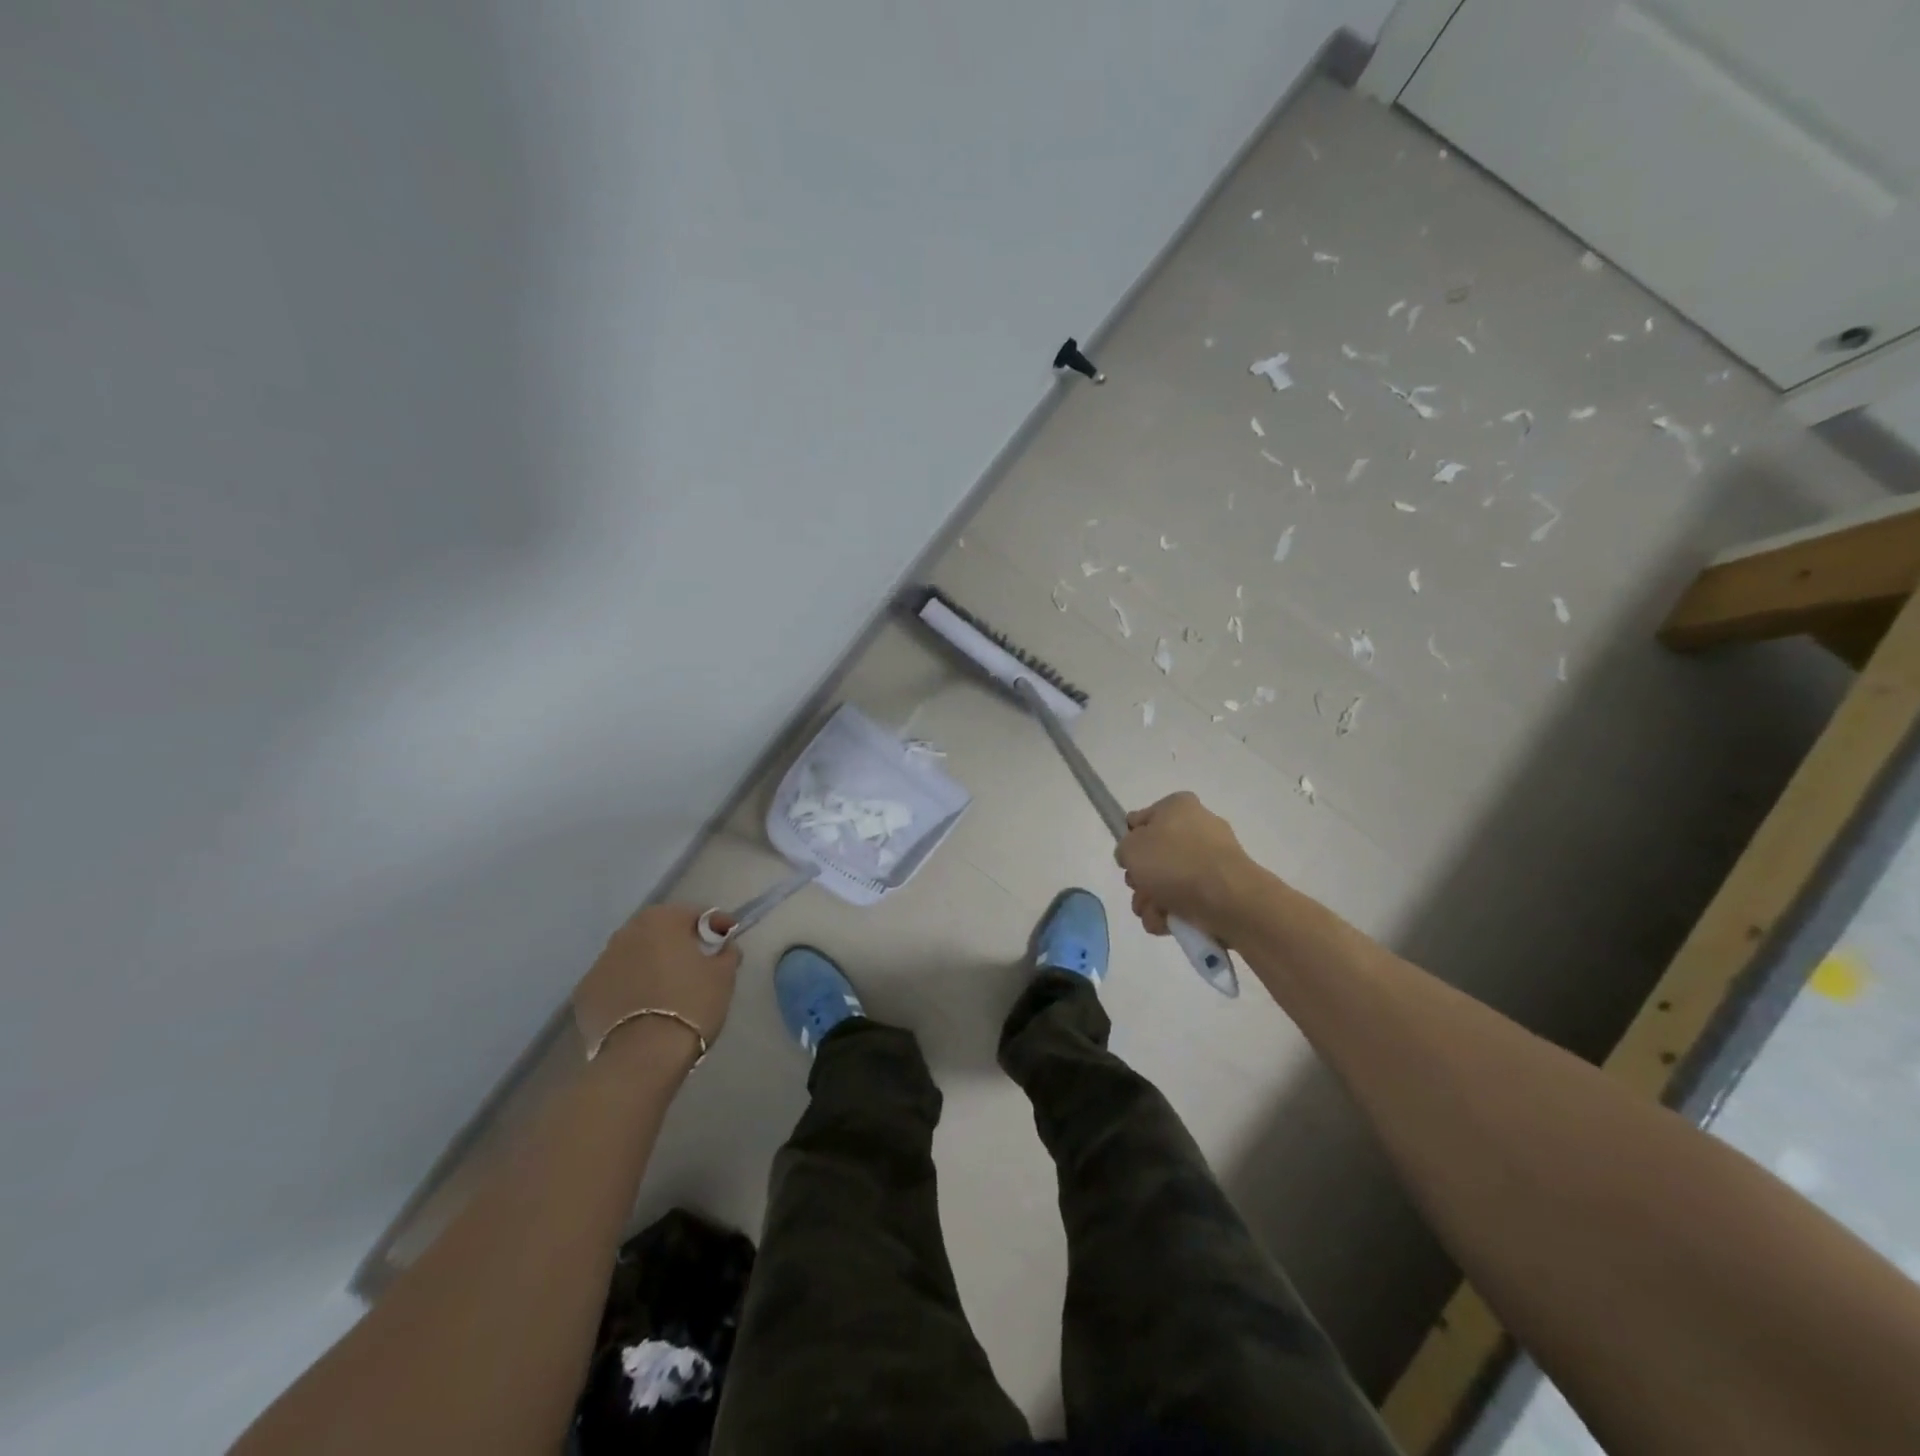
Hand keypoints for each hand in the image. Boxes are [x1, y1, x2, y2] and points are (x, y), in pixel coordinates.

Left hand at [572, 903, 738, 1065]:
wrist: (643, 1057)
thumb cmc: (691, 1005)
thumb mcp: (723, 975)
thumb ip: (726, 952)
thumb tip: (722, 946)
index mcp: (660, 920)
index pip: (693, 914)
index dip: (715, 926)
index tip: (728, 940)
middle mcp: (625, 933)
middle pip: (659, 932)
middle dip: (678, 943)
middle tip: (697, 965)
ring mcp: (599, 964)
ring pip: (634, 957)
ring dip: (650, 966)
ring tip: (668, 991)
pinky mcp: (584, 996)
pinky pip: (615, 984)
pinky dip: (629, 989)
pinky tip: (643, 1010)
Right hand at [1115, 792, 1260, 939]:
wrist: (1228, 899)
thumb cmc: (1175, 862)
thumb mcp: (1131, 847)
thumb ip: (1124, 848)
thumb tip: (1135, 856)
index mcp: (1178, 806)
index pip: (1142, 820)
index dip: (1130, 841)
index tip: (1127, 860)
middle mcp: (1197, 828)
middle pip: (1155, 856)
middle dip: (1141, 880)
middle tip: (1139, 889)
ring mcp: (1212, 860)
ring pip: (1168, 882)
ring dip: (1152, 902)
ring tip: (1154, 912)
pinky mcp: (1221, 889)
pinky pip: (1187, 900)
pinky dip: (1173, 913)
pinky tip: (1168, 922)